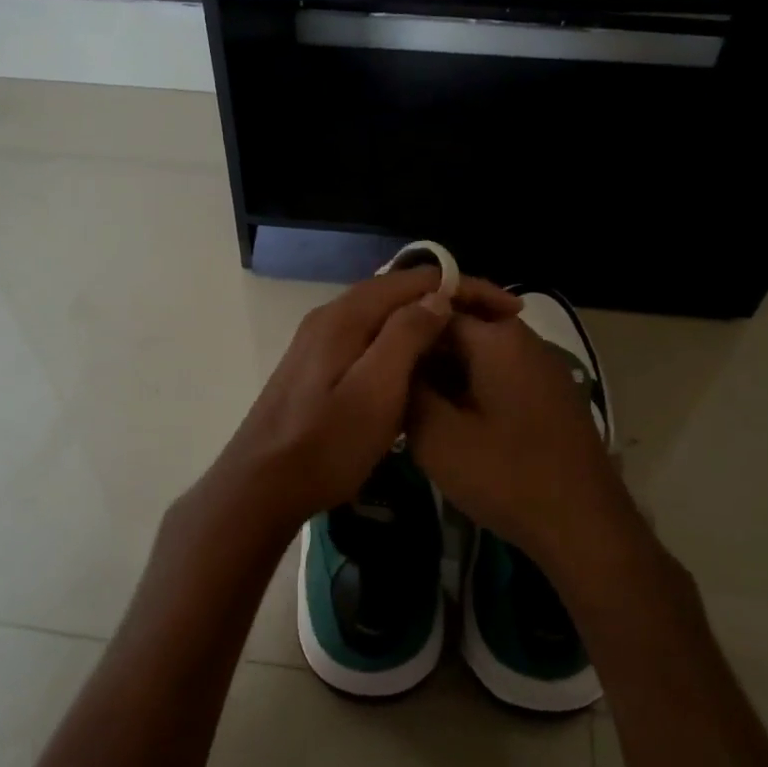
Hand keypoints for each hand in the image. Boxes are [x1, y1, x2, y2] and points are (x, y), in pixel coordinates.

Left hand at [204, 268, 519, 545]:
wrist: (259, 486)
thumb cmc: (324, 444)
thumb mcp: (376, 391)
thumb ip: (405, 336)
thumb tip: (438, 297)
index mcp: (346, 316)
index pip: (415, 280)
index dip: (465, 287)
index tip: (508, 310)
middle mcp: (330, 317)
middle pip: (397, 293)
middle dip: (448, 301)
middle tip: (492, 325)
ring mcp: (318, 342)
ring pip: (382, 317)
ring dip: (425, 322)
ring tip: (464, 343)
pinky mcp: (315, 367)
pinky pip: (368, 339)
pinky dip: (400, 343)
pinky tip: (418, 367)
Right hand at [407, 312, 634, 578]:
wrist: (584, 527)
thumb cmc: (506, 476)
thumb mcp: (437, 436)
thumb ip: (407, 390)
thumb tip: (393, 362)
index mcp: (497, 338)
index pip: (434, 309)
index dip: (399, 332)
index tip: (374, 359)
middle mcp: (524, 340)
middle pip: (459, 330)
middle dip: (423, 355)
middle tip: (391, 389)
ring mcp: (543, 367)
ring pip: (479, 356)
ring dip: (446, 376)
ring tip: (415, 409)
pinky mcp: (551, 395)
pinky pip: (499, 376)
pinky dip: (471, 390)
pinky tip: (452, 423)